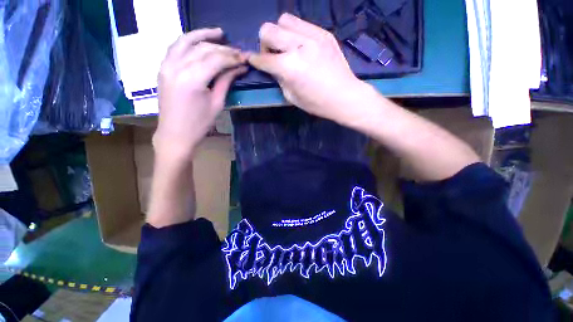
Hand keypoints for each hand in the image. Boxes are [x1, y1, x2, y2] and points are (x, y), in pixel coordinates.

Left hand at [154, 28, 246, 161]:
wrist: (175, 134)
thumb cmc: (199, 123)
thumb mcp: (217, 103)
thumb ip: (226, 81)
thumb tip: (239, 68)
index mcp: (193, 79)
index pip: (216, 59)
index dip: (232, 57)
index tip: (244, 58)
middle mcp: (177, 67)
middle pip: (203, 49)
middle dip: (223, 49)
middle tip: (237, 52)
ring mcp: (167, 65)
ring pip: (187, 42)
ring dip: (203, 36)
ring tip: (219, 34)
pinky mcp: (163, 68)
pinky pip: (175, 47)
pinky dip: (188, 40)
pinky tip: (198, 40)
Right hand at [248, 13, 367, 122]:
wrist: (344, 96)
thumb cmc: (316, 103)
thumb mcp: (291, 97)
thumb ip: (279, 79)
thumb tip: (272, 67)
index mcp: (289, 67)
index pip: (263, 58)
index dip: (254, 60)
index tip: (252, 60)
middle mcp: (298, 46)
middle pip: (268, 30)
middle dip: (264, 43)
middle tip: (272, 55)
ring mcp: (313, 36)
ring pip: (284, 20)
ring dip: (280, 33)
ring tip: (287, 48)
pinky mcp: (324, 33)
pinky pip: (302, 23)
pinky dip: (295, 33)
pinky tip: (301, 46)